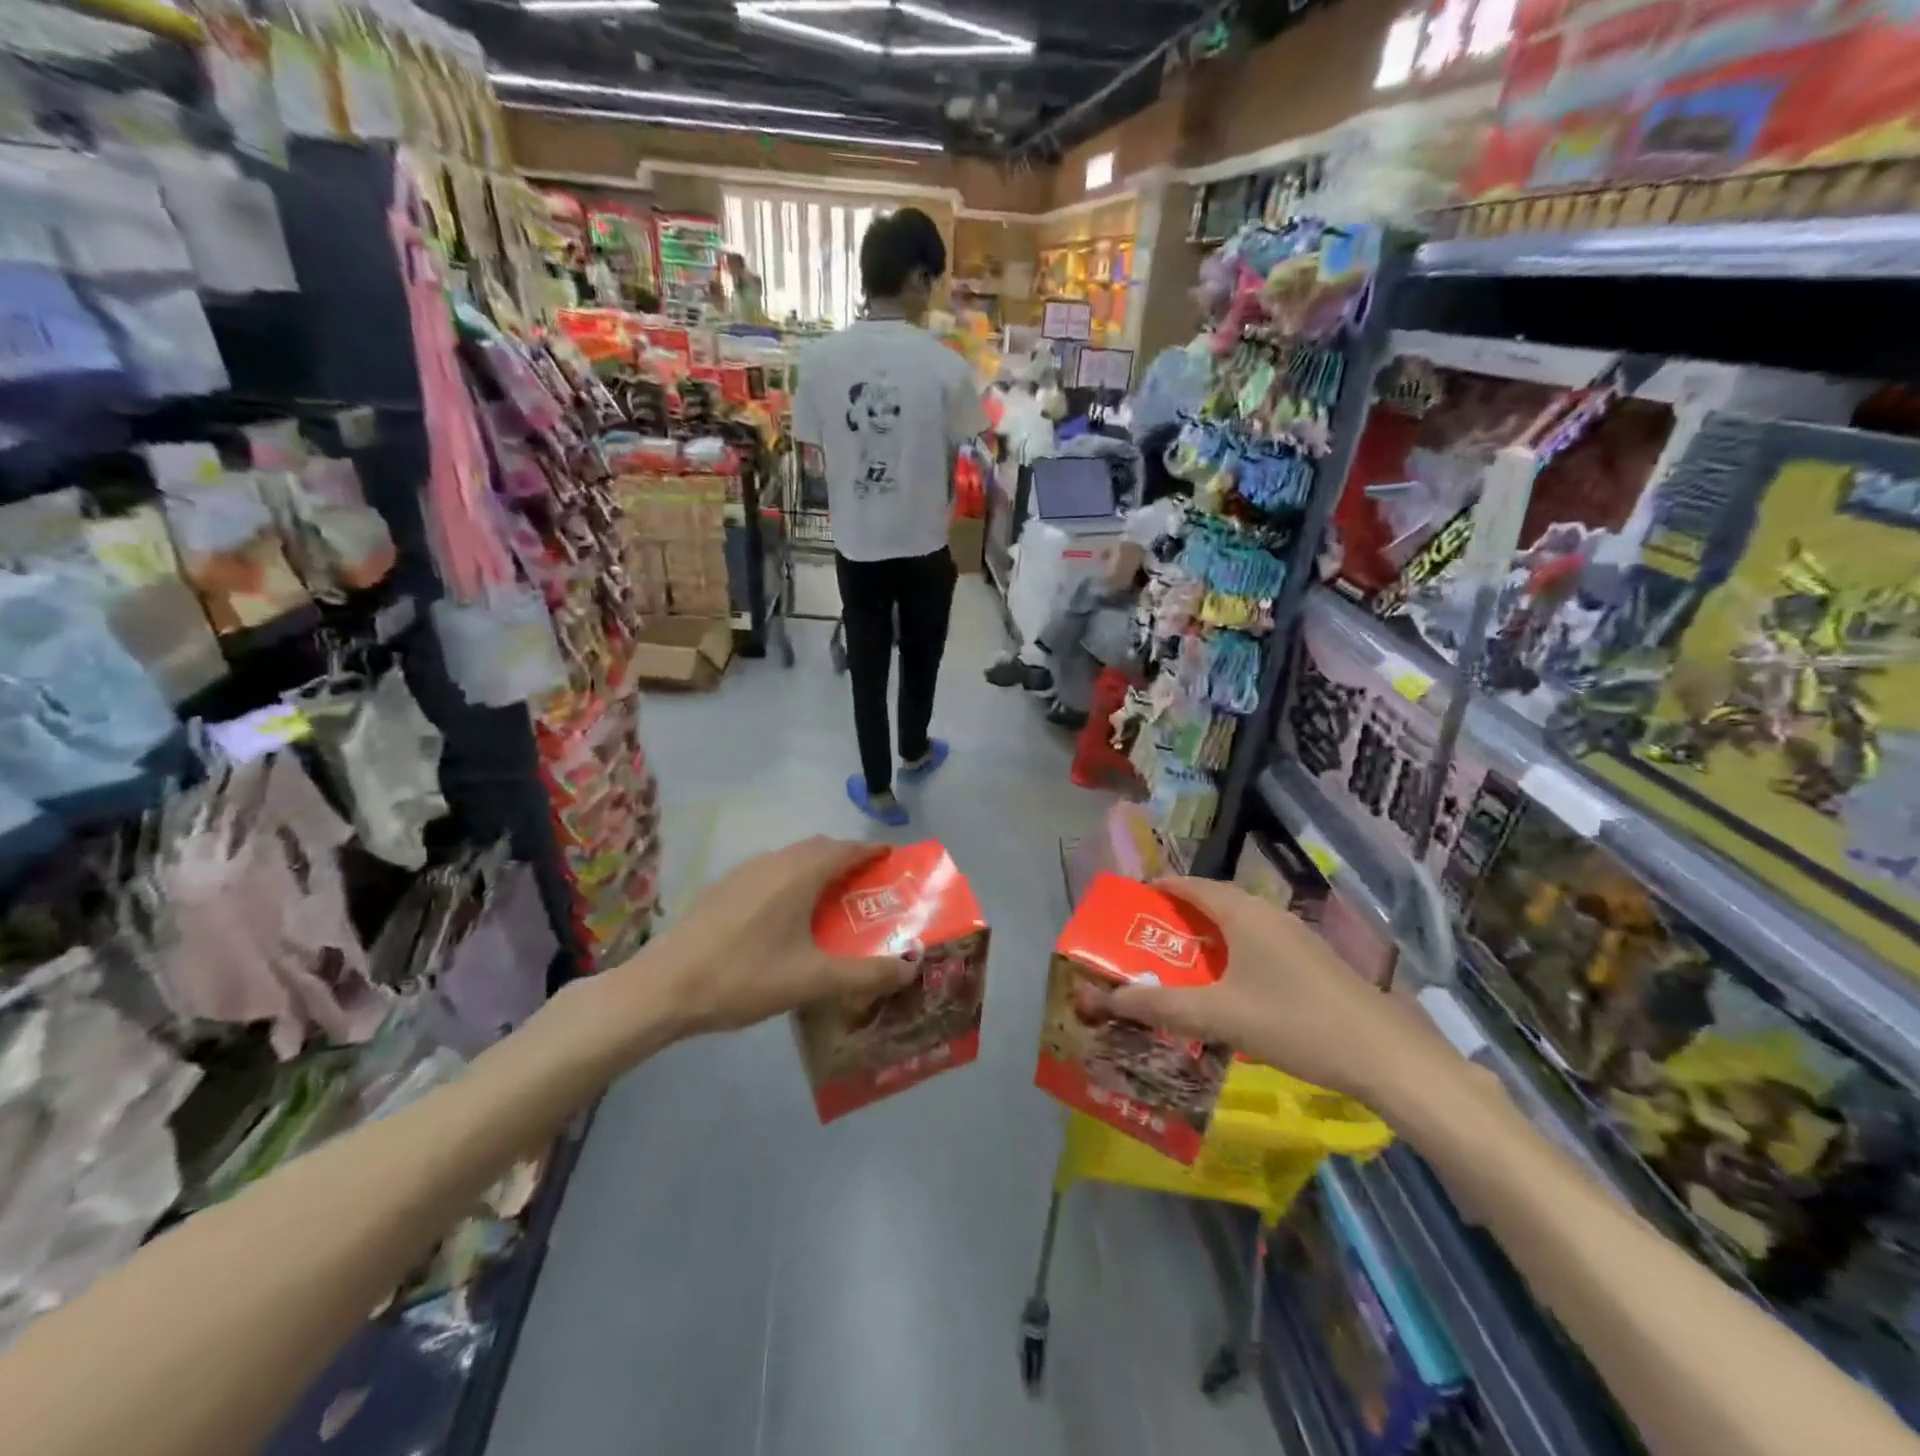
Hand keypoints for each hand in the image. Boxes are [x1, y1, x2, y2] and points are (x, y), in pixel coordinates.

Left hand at [638, 837, 916, 1038]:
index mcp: (800, 873)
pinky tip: (785, 917)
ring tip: (831, 903)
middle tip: (867, 888)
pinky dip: (791, 881)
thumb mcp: (813, 980)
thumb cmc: (745, 977)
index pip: (848, 849)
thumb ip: (866, 974)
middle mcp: (774, 861)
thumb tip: (912, 969)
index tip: (894, 860)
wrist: (664, 987)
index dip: (873, 851)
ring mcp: (744, 872)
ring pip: (792, 859)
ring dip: (817, 870)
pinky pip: (770, 872)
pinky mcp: (723, 887)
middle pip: (821, 848)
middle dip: (848, 860)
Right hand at [1105, 877, 1448, 1104]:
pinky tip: (1227, 987)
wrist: (1386, 1056)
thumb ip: (1161, 1005)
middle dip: (1177, 918)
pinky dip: (1231, 953)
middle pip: (1212, 902)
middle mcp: (1267, 913)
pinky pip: (1257, 943)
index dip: (1157, 889)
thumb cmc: (1294, 1024)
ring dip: (1206, 938)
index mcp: (1243, 912)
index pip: (1189, 885)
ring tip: (1178, 964)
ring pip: (1237, 924)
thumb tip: (1106, 998)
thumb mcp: (1219, 1016)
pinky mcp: (1311, 959)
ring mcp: (1294, 935)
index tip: (1129, 905)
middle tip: (1145, 941)